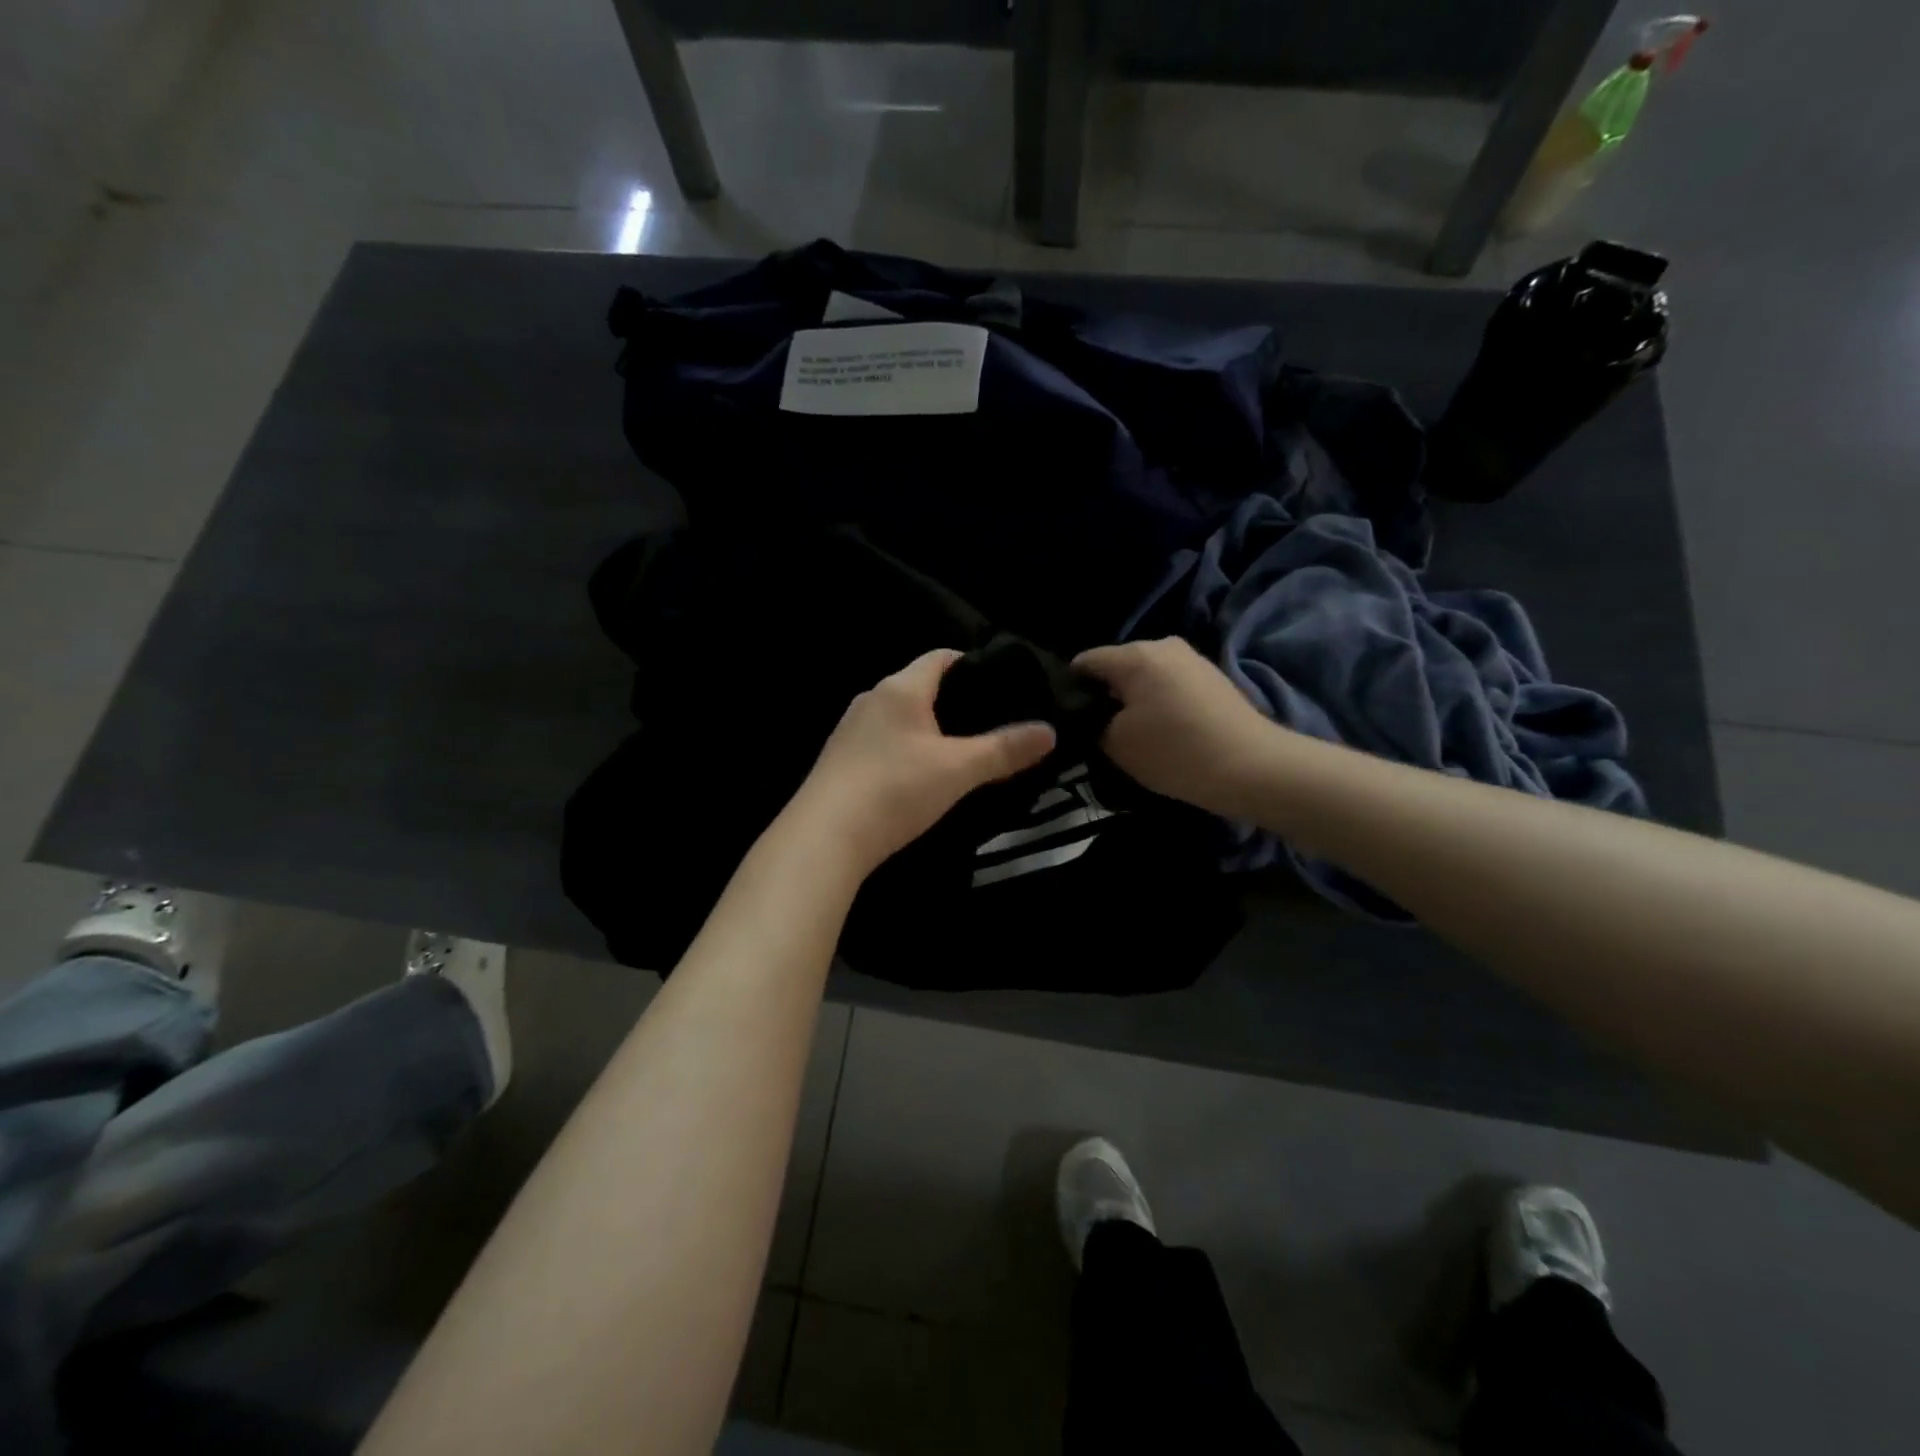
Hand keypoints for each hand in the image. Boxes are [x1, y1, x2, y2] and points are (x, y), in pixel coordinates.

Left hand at [786, 650, 1056, 875]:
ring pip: (901, 717)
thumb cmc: (895, 790)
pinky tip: (921, 777)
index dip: (974, 665)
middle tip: (993, 724)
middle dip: (956, 701)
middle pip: (921, 686)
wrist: (824, 838)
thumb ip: (1004, 749)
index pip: (941, 657)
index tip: (1004, 687)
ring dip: (930, 729)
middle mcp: (872, 698)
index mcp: (900, 688)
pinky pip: (883, 742)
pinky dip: (907, 750)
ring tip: (963, 752)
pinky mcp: (840, 760)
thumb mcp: (959, 770)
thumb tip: (1049, 731)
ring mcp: (851, 730)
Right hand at [1072, 638, 1278, 818]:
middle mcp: (1163, 645)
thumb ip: (1093, 724)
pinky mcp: (1211, 679)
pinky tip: (1161, 735)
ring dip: (1132, 703)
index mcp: (1135, 654)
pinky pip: (1168, 687)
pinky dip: (1158, 706)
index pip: (1083, 662)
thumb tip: (1090, 717)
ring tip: (1130, 738)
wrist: (1255, 768)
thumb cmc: (1177, 751)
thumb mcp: (1117, 744)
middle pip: (1116, 668)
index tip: (1066, 721)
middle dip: (1102, 697)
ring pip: (1144, 679)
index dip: (1068, 690)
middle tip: (1095, 734)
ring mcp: (1191, 660)